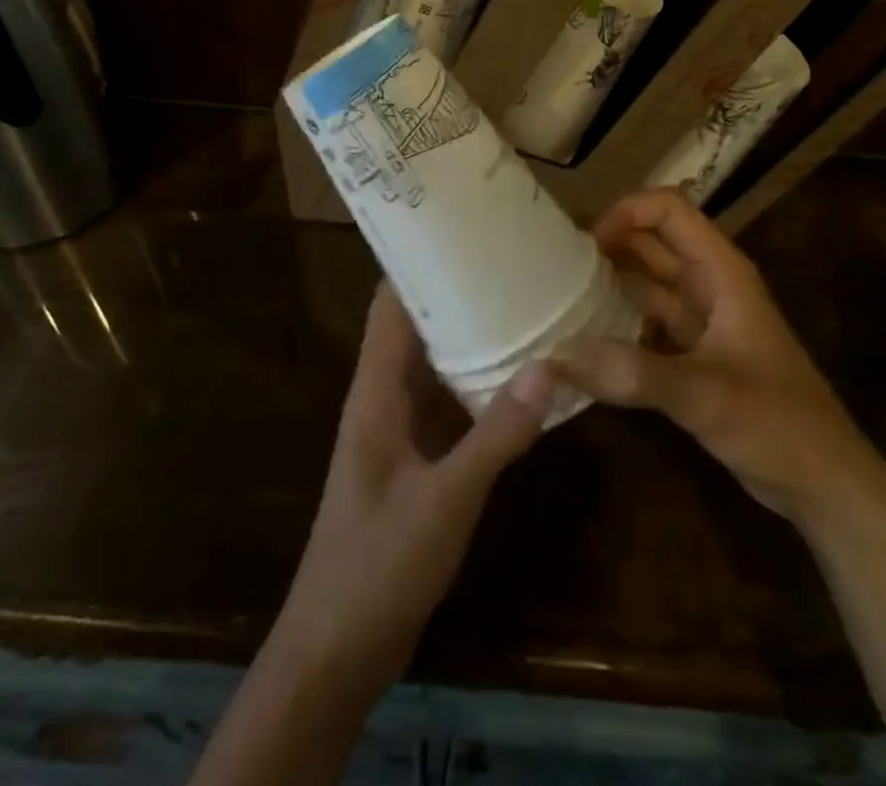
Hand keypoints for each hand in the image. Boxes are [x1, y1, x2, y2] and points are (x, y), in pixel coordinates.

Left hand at [271, 283, 552, 695]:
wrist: (335, 651)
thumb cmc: (377, 565)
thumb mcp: (445, 501)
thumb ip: (496, 437)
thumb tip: (549, 369)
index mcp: (376, 391)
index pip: (391, 305)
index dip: (420, 265)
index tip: (466, 234)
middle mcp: (386, 398)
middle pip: (420, 329)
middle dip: (461, 298)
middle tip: (515, 267)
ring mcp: (402, 432)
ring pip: (438, 369)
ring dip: (475, 344)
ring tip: (528, 310)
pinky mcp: (418, 463)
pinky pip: (451, 409)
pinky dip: (481, 392)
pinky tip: (524, 384)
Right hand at [551, 187, 865, 522]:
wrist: (825, 486)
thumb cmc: (777, 423)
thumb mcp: (704, 394)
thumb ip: (632, 373)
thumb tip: (555, 355)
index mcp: (721, 272)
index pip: (669, 210)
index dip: (626, 212)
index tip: (584, 244)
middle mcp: (709, 286)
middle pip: (651, 243)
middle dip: (607, 246)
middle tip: (554, 267)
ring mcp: (702, 321)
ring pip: (647, 284)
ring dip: (609, 285)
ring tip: (558, 298)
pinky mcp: (693, 356)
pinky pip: (646, 325)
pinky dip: (617, 326)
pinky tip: (583, 343)